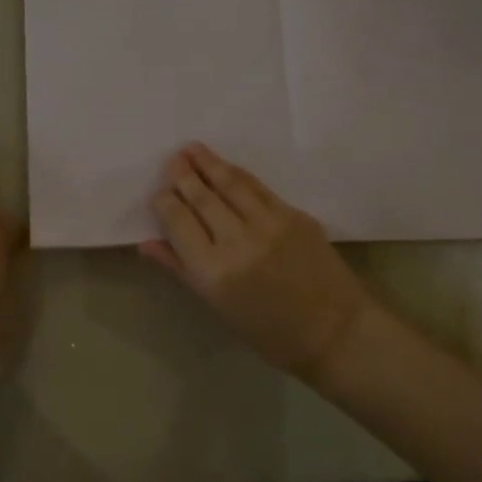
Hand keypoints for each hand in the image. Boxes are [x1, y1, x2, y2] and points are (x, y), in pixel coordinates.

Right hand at [141, 144, 374, 384]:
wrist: (334, 331)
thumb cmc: (268, 332)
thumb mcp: (218, 307)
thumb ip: (181, 269)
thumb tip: (147, 243)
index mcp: (213, 271)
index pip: (178, 222)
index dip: (164, 202)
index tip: (158, 193)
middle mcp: (237, 241)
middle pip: (202, 198)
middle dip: (183, 175)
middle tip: (171, 159)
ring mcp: (269, 224)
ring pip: (230, 184)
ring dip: (208, 163)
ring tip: (192, 149)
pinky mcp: (294, 215)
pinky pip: (258, 188)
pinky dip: (239, 175)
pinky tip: (226, 167)